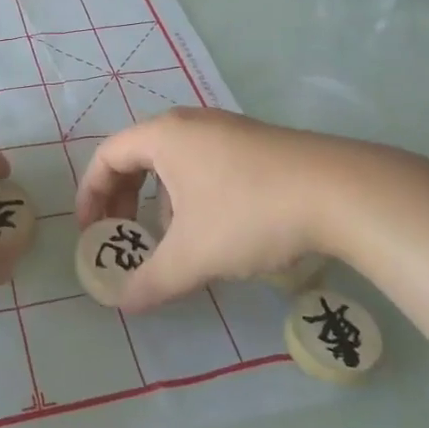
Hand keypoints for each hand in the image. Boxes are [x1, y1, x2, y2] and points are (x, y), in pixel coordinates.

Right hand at [75, 108, 428, 311]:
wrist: (338, 192)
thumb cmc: (249, 213)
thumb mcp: (193, 255)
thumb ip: (152, 281)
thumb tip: (123, 304)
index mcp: (164, 136)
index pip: (108, 156)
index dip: (91, 195)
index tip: (91, 233)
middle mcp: (189, 123)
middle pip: (138, 155)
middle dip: (122, 198)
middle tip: (122, 236)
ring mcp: (225, 129)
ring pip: (173, 162)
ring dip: (159, 199)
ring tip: (170, 239)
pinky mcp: (255, 144)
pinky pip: (203, 164)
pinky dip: (190, 194)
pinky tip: (214, 230)